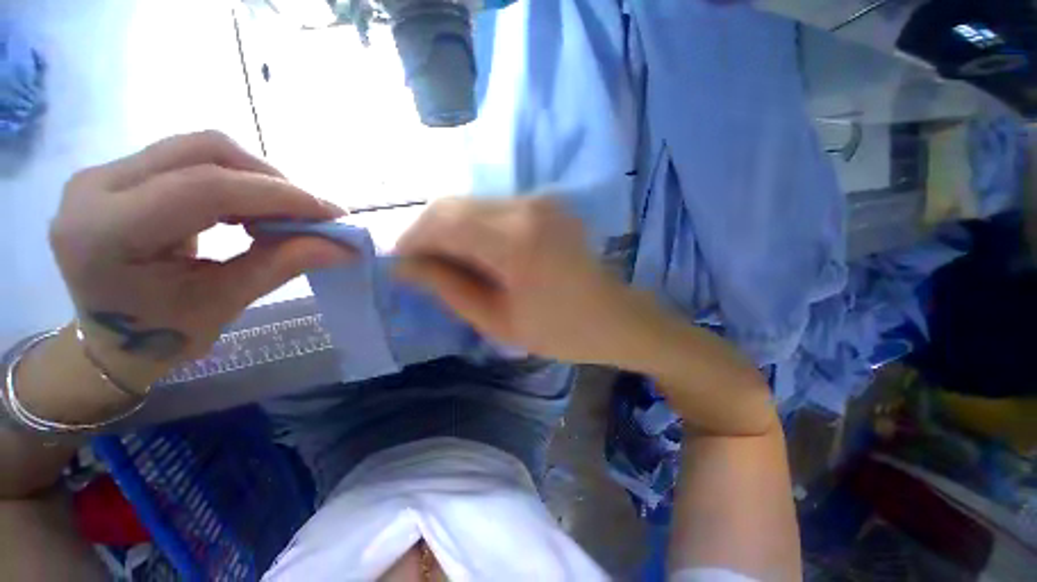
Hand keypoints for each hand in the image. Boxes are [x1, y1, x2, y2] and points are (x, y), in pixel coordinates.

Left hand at [49, 131, 354, 386]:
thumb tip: (344, 247)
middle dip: (271, 181)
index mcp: (106, 232)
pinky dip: (237, 179)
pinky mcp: (121, 171)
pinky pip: (192, 157)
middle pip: (203, 151)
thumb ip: (282, 265)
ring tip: (283, 214)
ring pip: (201, 148)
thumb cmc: (160, 335)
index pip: (204, 188)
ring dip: (257, 178)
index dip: (279, 196)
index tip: (332, 213)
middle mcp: (95, 186)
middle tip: (310, 214)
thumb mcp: (224, 304)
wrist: (108, 338)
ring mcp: (104, 172)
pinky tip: (251, 208)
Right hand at [395, 196, 660, 364]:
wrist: (614, 317)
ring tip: (447, 263)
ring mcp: (540, 201)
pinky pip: (494, 208)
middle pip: (454, 204)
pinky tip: (476, 253)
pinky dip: (474, 227)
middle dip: (428, 232)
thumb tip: (406, 267)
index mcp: (517, 241)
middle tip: (421, 266)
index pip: (444, 221)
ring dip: (450, 230)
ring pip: (472, 203)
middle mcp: (527, 207)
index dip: (414, 239)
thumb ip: (449, 288)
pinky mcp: (546, 204)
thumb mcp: (498, 321)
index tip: (401, 263)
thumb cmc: (561, 331)